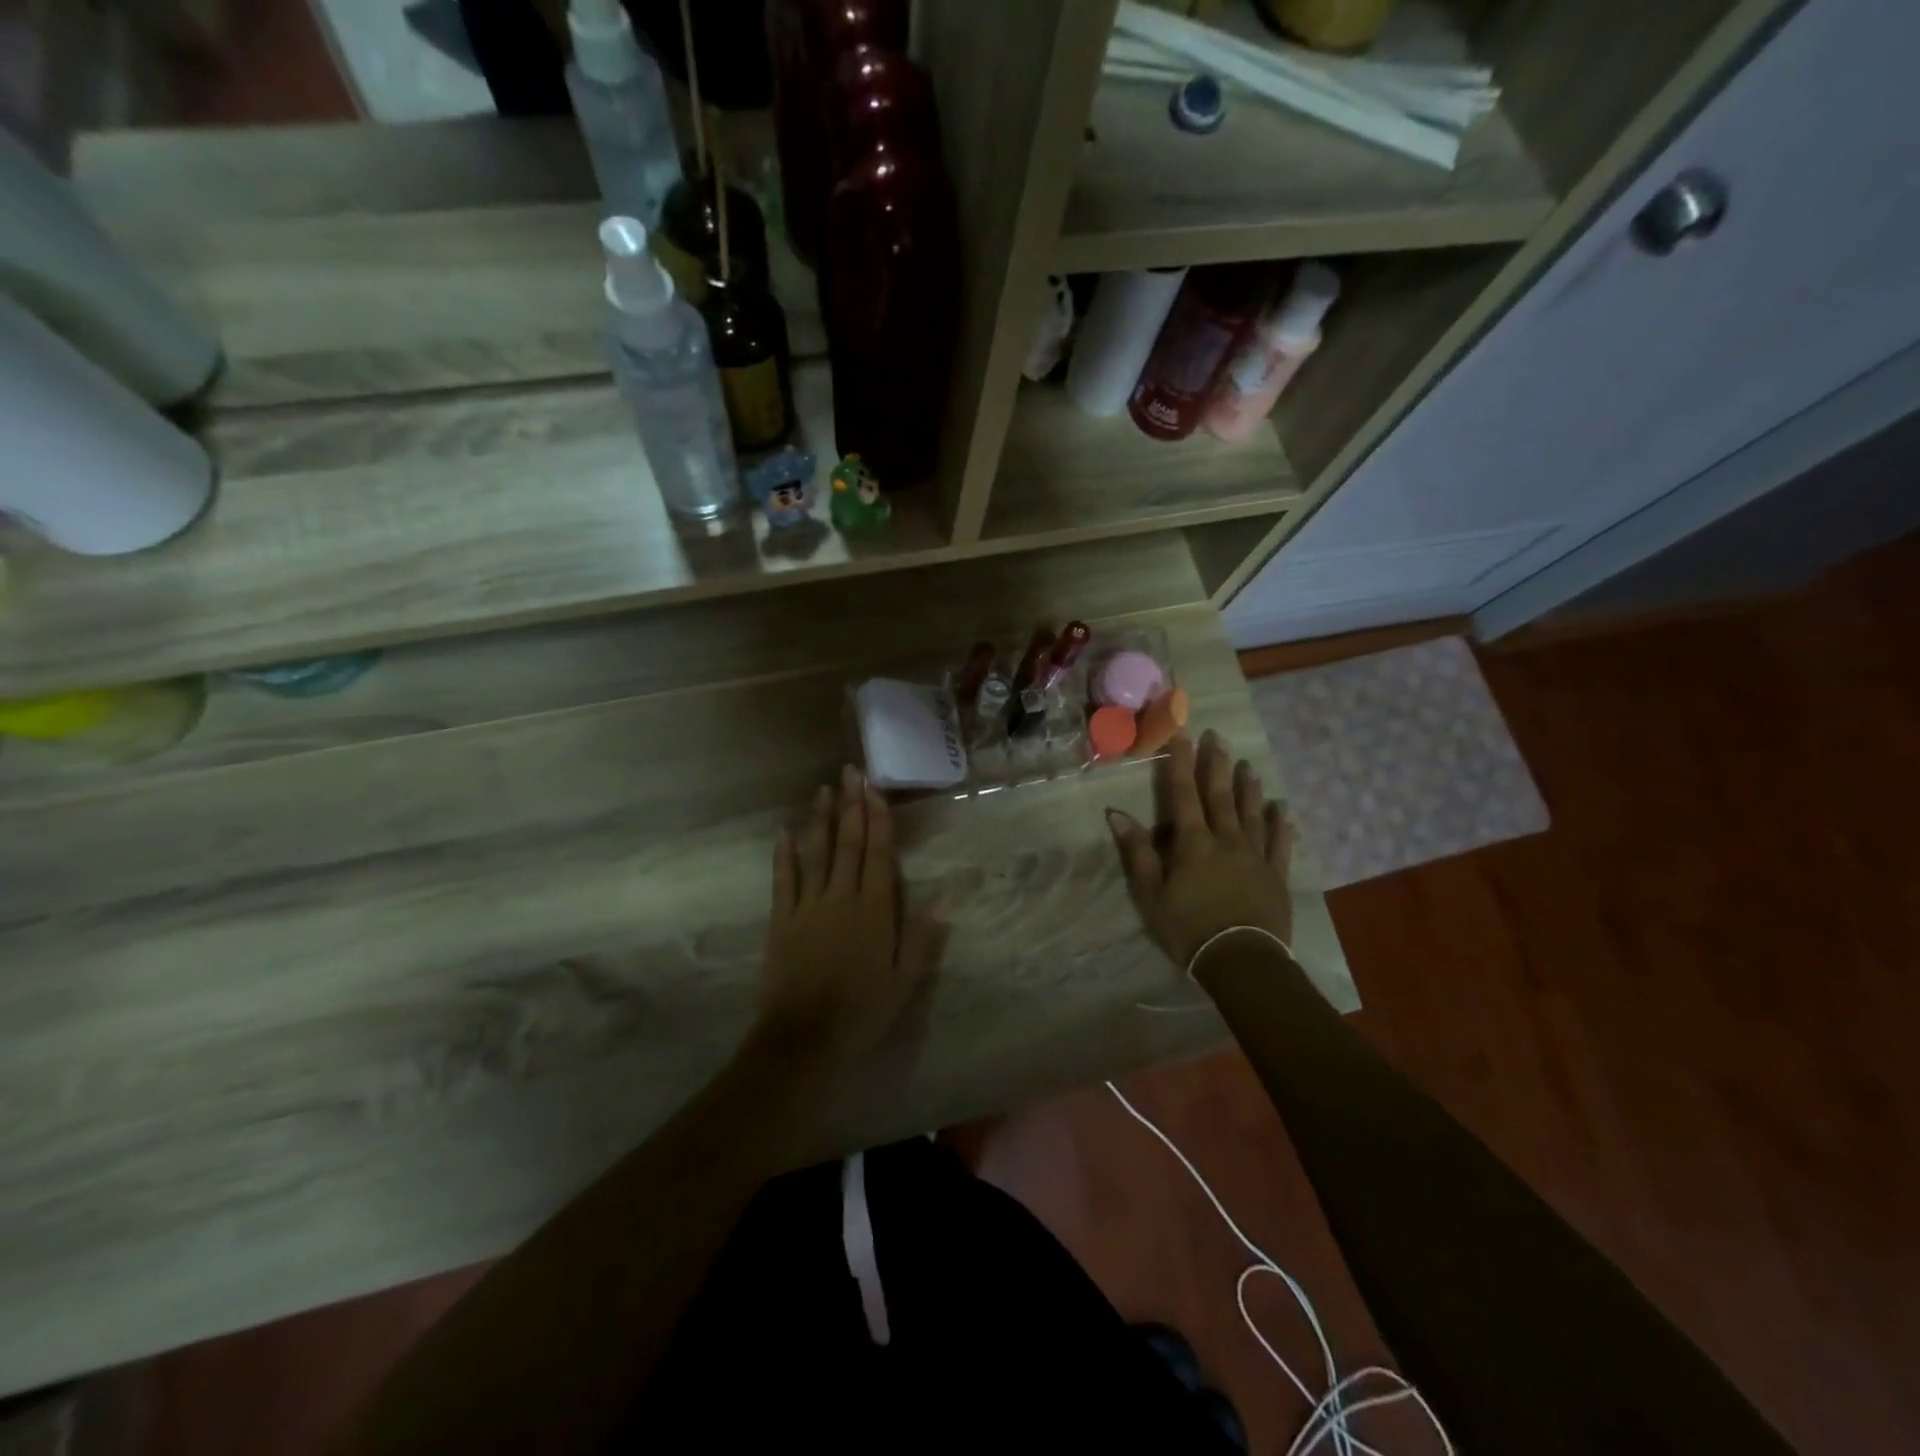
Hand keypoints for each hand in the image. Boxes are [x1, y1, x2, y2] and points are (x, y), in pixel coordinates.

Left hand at [754, 766, 945, 1071]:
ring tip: (823, 789)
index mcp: (873, 910)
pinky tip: (784, 831)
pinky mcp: (782, 919)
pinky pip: (783, 879)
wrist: (803, 1039)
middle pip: (847, 843)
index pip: (877, 854)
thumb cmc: (861, 1011)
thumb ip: (921, 938)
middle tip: (850, 772)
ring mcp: (807, 906)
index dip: (878, 819)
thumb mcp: (904, 981)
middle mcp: (840, 898)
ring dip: (820, 819)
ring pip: (815, 852)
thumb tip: (943, 899)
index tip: (875, 789)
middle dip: (850, 805)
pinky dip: (784, 854)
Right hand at [1106, 731, 1293, 968]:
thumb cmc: (1188, 928)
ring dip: (1248, 788)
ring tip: (1248, 765)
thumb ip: (1138, 852)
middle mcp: (1226, 840)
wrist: (1240, 961)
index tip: (1181, 735)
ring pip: (1252, 814)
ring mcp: (1255, 857)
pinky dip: (1281, 825)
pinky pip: (1280, 844)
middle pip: (1220, 796)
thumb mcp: (1150, 894)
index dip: (1181, 764)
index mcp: (1193, 843)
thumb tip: (1116, 814)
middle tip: (1217, 736)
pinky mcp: (1276, 876)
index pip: (1184, 795)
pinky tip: (1282, 809)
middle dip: (1216, 765)